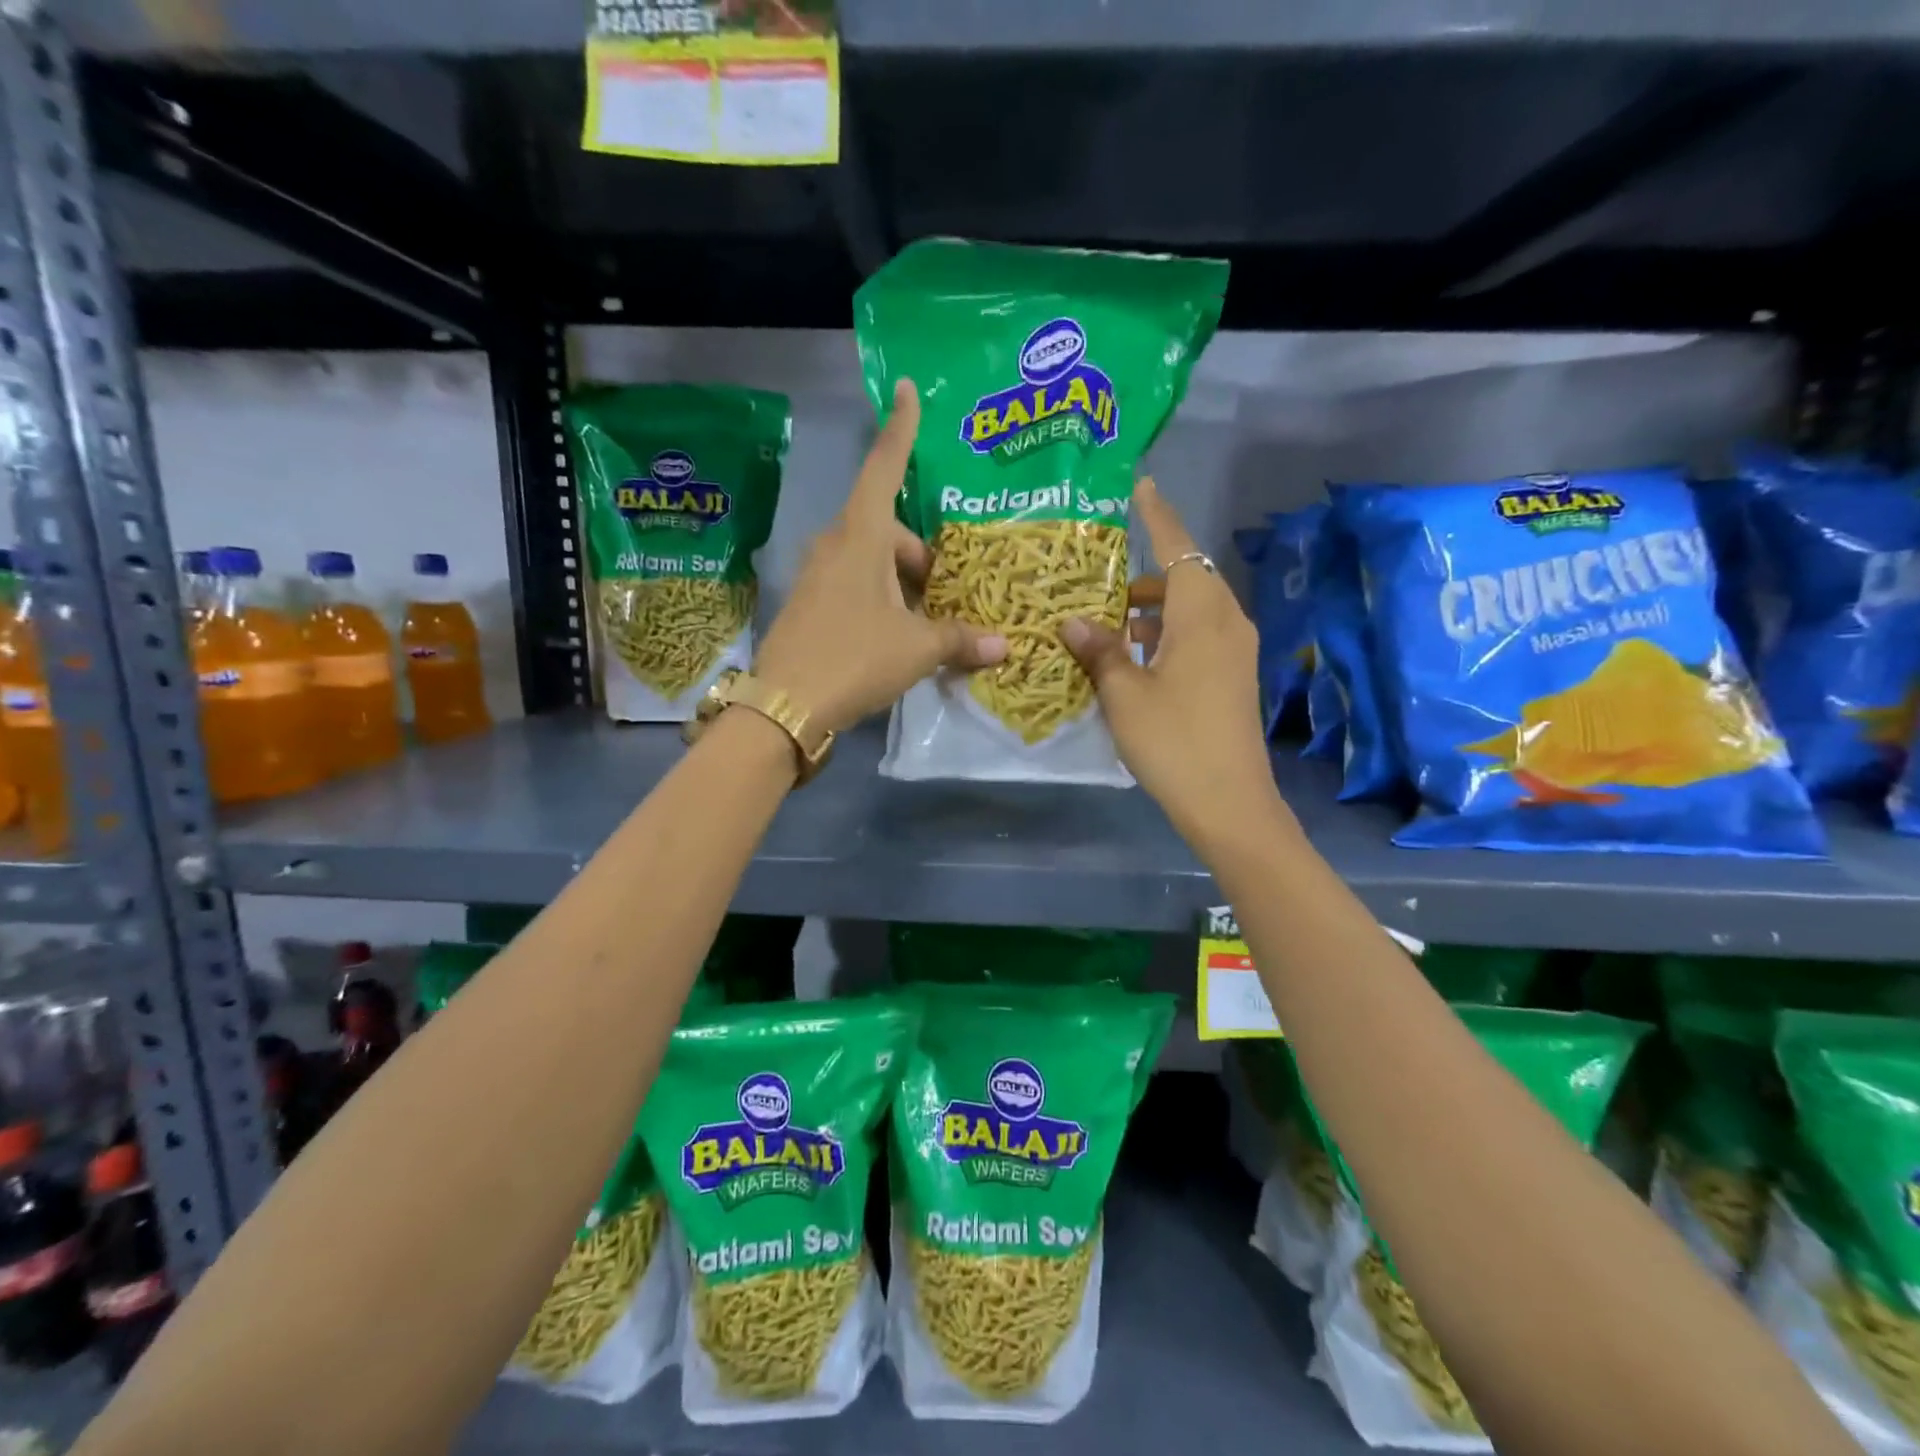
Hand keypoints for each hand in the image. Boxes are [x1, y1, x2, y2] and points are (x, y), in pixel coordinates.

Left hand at [755, 380, 1007, 732]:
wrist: (784, 706)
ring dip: (902, 583)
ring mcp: (816, 576)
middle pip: (887, 530)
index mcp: (860, 537)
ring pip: (871, 562)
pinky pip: (854, 587)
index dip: (901, 430)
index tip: (905, 389)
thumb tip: (1003, 646)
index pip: (884, 469)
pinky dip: (880, 600)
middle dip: (919, 556)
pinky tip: (896, 637)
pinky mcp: (809, 605)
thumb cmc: (855, 658)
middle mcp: (834, 546)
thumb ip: (959, 640)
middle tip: (946, 593)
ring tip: (928, 621)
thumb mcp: (916, 648)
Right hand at [1059, 478, 1287, 837]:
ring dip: (1151, 610)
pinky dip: (1165, 634)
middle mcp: (1225, 621)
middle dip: (1143, 575)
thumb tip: (1072, 623)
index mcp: (1202, 614)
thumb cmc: (1173, 740)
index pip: (1178, 547)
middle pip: (1184, 578)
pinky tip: (1132, 657)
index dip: (1157, 516)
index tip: (1141, 486)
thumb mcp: (1123, 694)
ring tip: (1106, 623)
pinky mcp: (1232, 677)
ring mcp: (1234, 651)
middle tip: (1097, 578)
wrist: (1229, 802)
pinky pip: (1197, 636)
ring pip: (1189, 610)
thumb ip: (1099, 651)